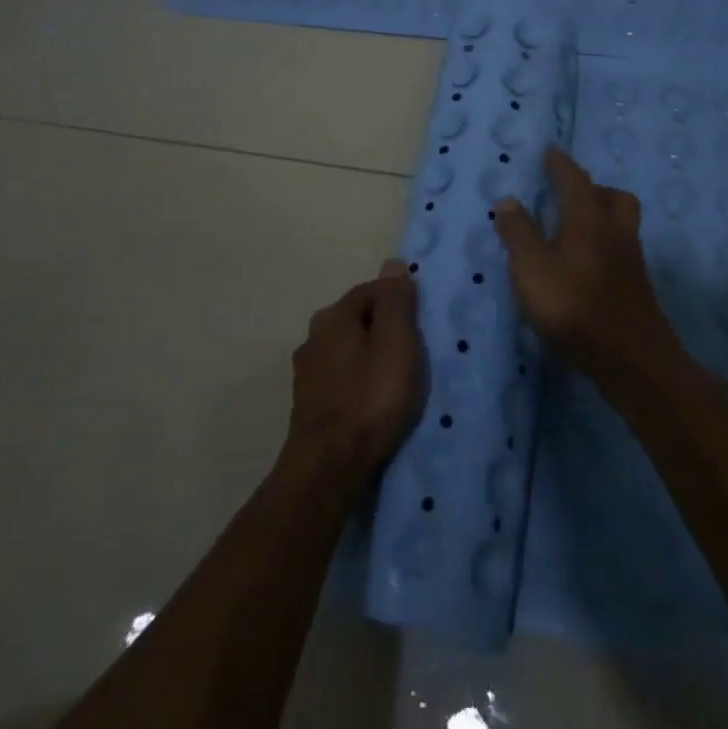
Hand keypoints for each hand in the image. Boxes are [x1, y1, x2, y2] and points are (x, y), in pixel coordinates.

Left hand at [285, 259, 425, 479]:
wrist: (329, 465)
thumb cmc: (370, 397)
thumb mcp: (396, 342)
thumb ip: (395, 301)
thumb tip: (393, 262)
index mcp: (333, 315)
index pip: (372, 291)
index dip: (399, 303)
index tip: (421, 326)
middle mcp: (313, 336)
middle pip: (357, 320)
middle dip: (384, 331)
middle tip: (413, 355)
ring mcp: (306, 372)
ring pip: (347, 351)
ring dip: (369, 359)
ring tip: (395, 382)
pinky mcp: (307, 403)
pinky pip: (341, 379)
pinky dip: (357, 383)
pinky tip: (371, 403)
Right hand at [494, 149, 676, 383]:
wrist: (633, 361)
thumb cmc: (575, 308)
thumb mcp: (531, 270)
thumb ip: (518, 234)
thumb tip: (507, 201)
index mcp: (589, 220)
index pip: (574, 180)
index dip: (560, 164)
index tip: (549, 151)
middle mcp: (616, 233)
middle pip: (614, 198)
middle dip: (593, 189)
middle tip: (569, 196)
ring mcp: (631, 262)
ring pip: (621, 225)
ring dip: (601, 217)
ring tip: (573, 231)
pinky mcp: (636, 288)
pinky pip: (621, 250)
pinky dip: (603, 246)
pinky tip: (585, 267)